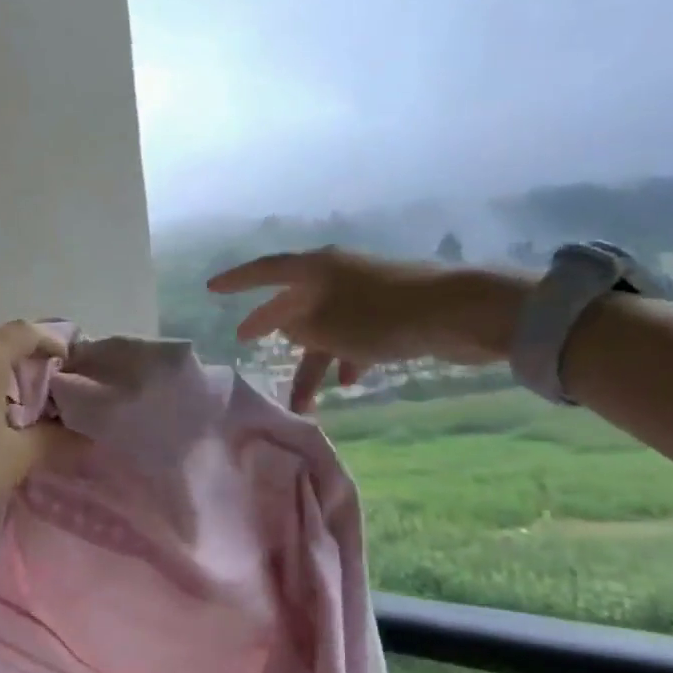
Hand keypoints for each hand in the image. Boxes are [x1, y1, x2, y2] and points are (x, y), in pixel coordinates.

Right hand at [207, 249, 529, 411]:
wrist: (460, 313)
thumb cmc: (382, 317)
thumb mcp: (328, 326)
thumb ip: (298, 326)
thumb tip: (288, 324)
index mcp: (317, 269)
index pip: (266, 271)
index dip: (237, 281)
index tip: (212, 289)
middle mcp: (337, 276)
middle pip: (294, 302)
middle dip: (272, 326)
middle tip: (246, 340)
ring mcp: (365, 293)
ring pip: (325, 328)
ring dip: (313, 363)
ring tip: (303, 402)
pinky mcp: (391, 312)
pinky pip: (354, 336)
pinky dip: (346, 357)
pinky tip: (350, 382)